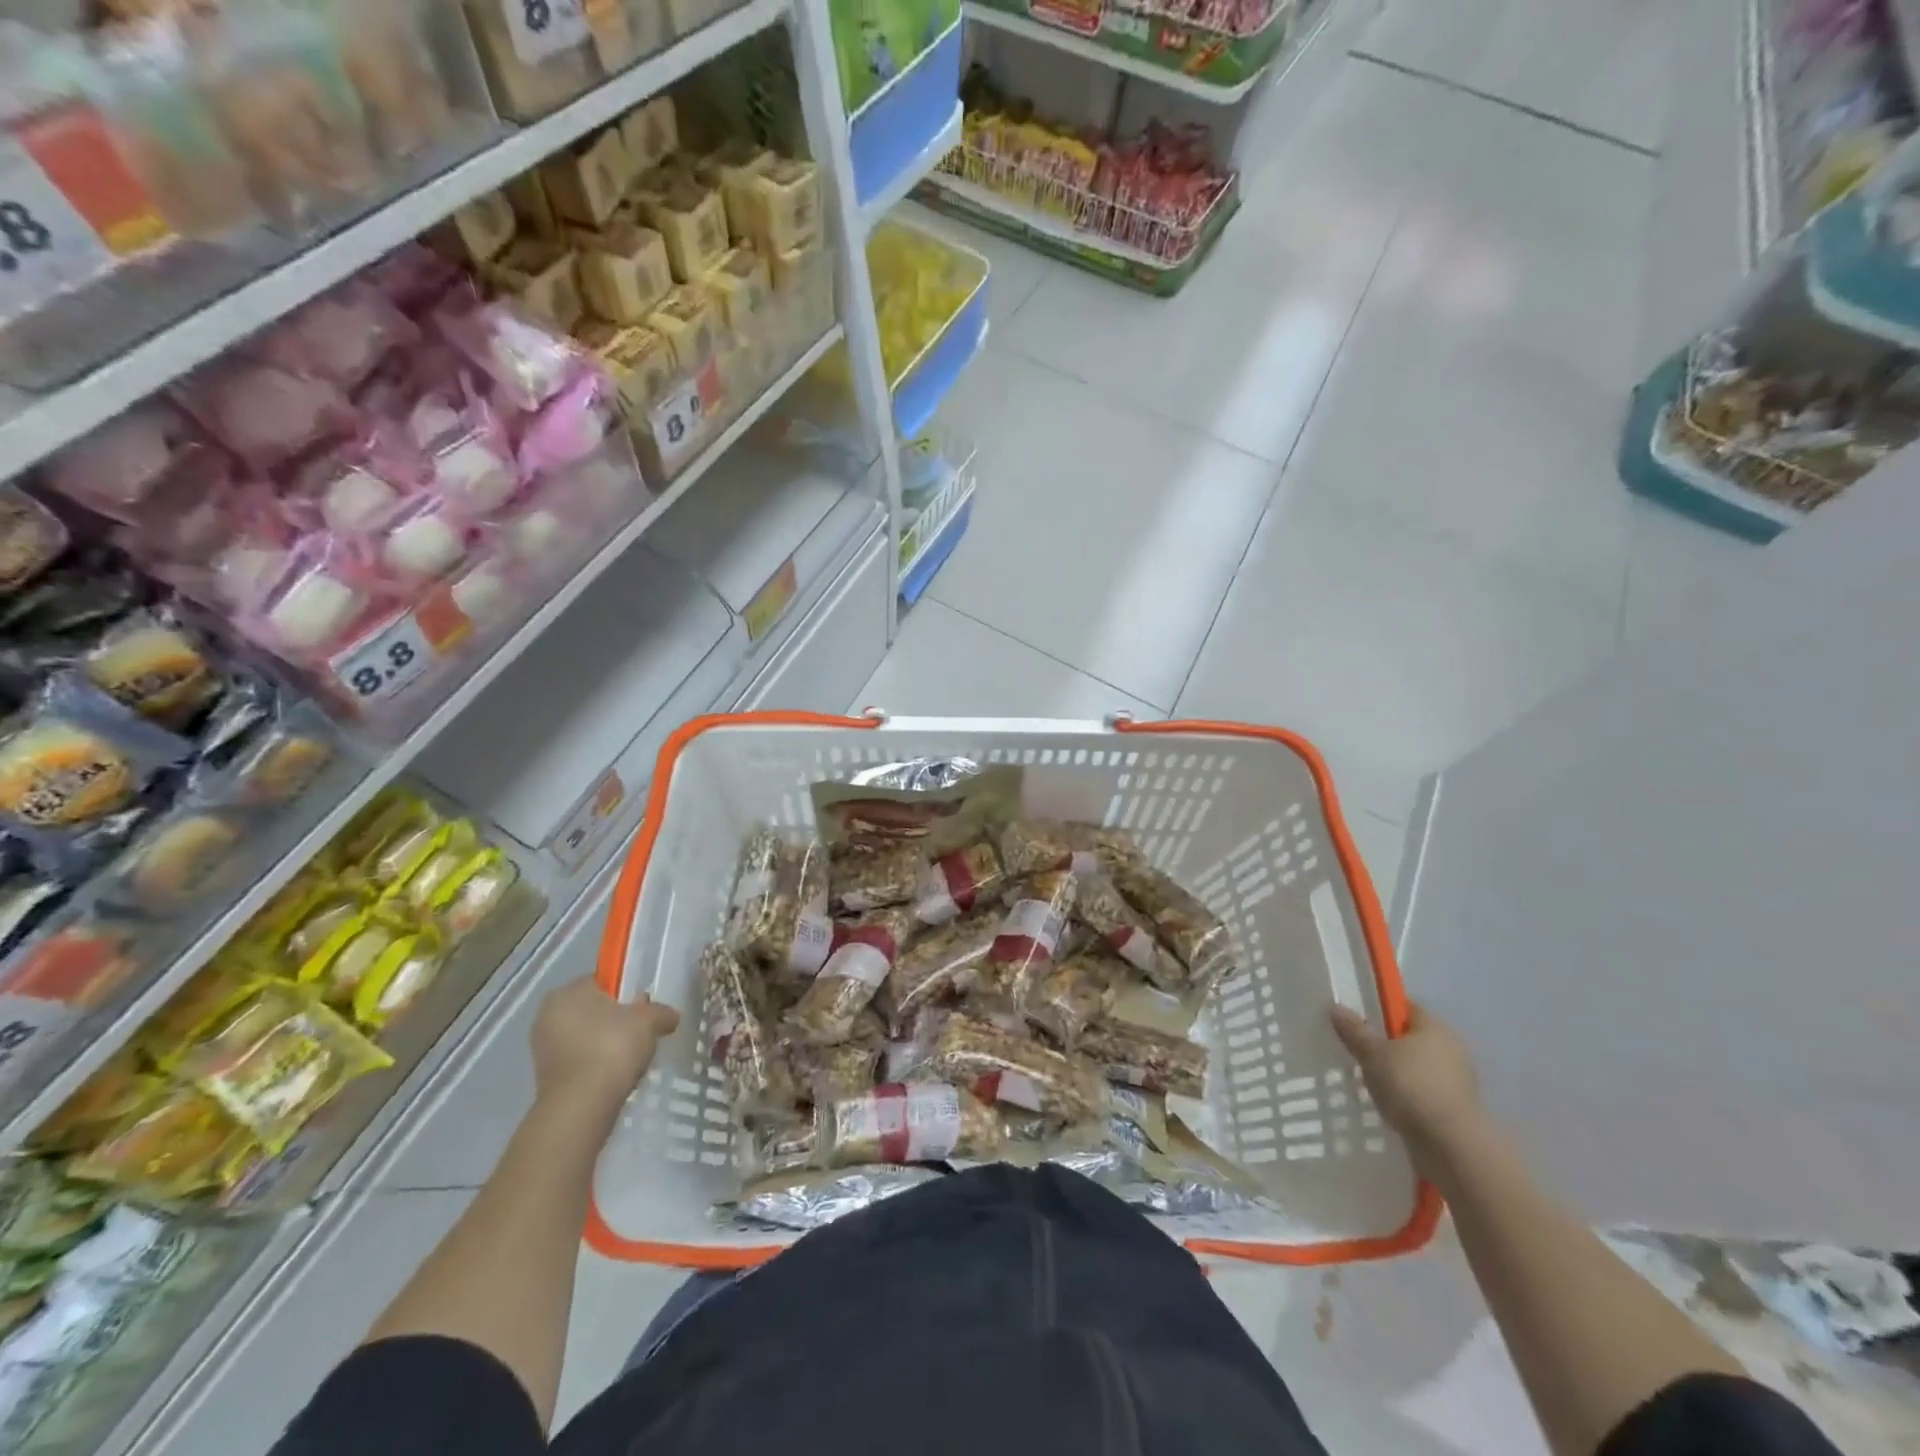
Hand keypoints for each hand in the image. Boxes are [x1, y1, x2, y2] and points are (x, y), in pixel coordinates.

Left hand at [531, 979, 679, 1120]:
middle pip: (593, 1009)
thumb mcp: (649, 1020)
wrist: (581, 1107)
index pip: (602, 981)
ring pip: (586, 1036)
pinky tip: (616, 1074)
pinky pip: (580, 1060)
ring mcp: (543, 1048)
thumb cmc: (612, 1048)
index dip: (626, 991)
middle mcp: (548, 1015)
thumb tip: (670, 1016)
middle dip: (616, 1019)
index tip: (644, 1008)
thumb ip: (661, 1011)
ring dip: (606, 1043)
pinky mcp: (546, 1077)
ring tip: (632, 1057)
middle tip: (642, 1032)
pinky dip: (597, 1064)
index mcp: (567, 992)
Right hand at [1330, 1001, 1484, 1168]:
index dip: (1379, 1009)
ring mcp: (1457, 1080)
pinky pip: (1424, 1091)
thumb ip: (1354, 1029)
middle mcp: (1451, 1048)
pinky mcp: (1457, 1108)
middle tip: (1357, 1051)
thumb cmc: (1410, 1086)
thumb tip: (1336, 1006)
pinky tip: (1388, 1104)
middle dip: (1386, 1044)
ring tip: (1368, 1081)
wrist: (1451, 1146)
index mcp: (1434, 1026)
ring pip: (1417, 1066)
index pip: (1404, 1007)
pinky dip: (1408, 1095)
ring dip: (1397, 1072)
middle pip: (1411, 1037)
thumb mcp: (1372, 1053)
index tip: (1356, 1020)